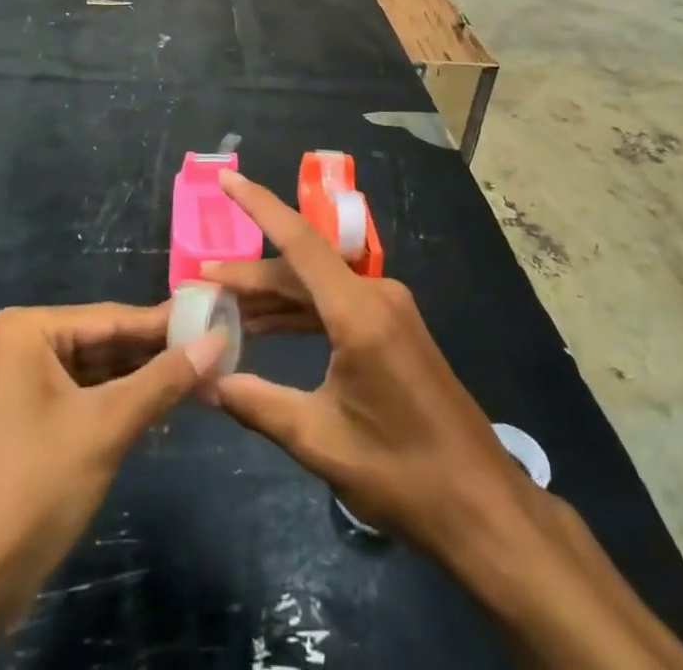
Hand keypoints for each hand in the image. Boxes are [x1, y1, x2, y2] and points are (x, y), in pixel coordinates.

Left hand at [0, 302, 225, 668]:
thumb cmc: (33, 488)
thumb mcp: (106, 427)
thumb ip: (164, 380)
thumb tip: (218, 339)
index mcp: (28, 330)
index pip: (113, 318)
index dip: (168, 323)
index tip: (219, 318)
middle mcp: (22, 345)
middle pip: (105, 341)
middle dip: (158, 354)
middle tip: (218, 352)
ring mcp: (23, 383)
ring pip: (98, 370)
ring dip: (144, 380)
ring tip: (203, 377)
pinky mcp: (29, 419)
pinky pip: (84, 396)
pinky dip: (121, 402)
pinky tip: (164, 407)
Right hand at [203, 173, 530, 558]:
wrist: (481, 504)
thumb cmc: (402, 474)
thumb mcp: (320, 440)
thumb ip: (257, 404)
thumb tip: (205, 379)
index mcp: (359, 312)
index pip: (299, 241)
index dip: (258, 205)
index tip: (226, 178)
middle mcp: (375, 295)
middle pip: (301, 268)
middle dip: (250, 275)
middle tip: (201, 283)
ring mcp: (388, 309)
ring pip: (317, 286)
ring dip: (273, 296)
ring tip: (223, 305)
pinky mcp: (393, 327)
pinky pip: (335, 304)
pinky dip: (299, 312)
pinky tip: (264, 327)